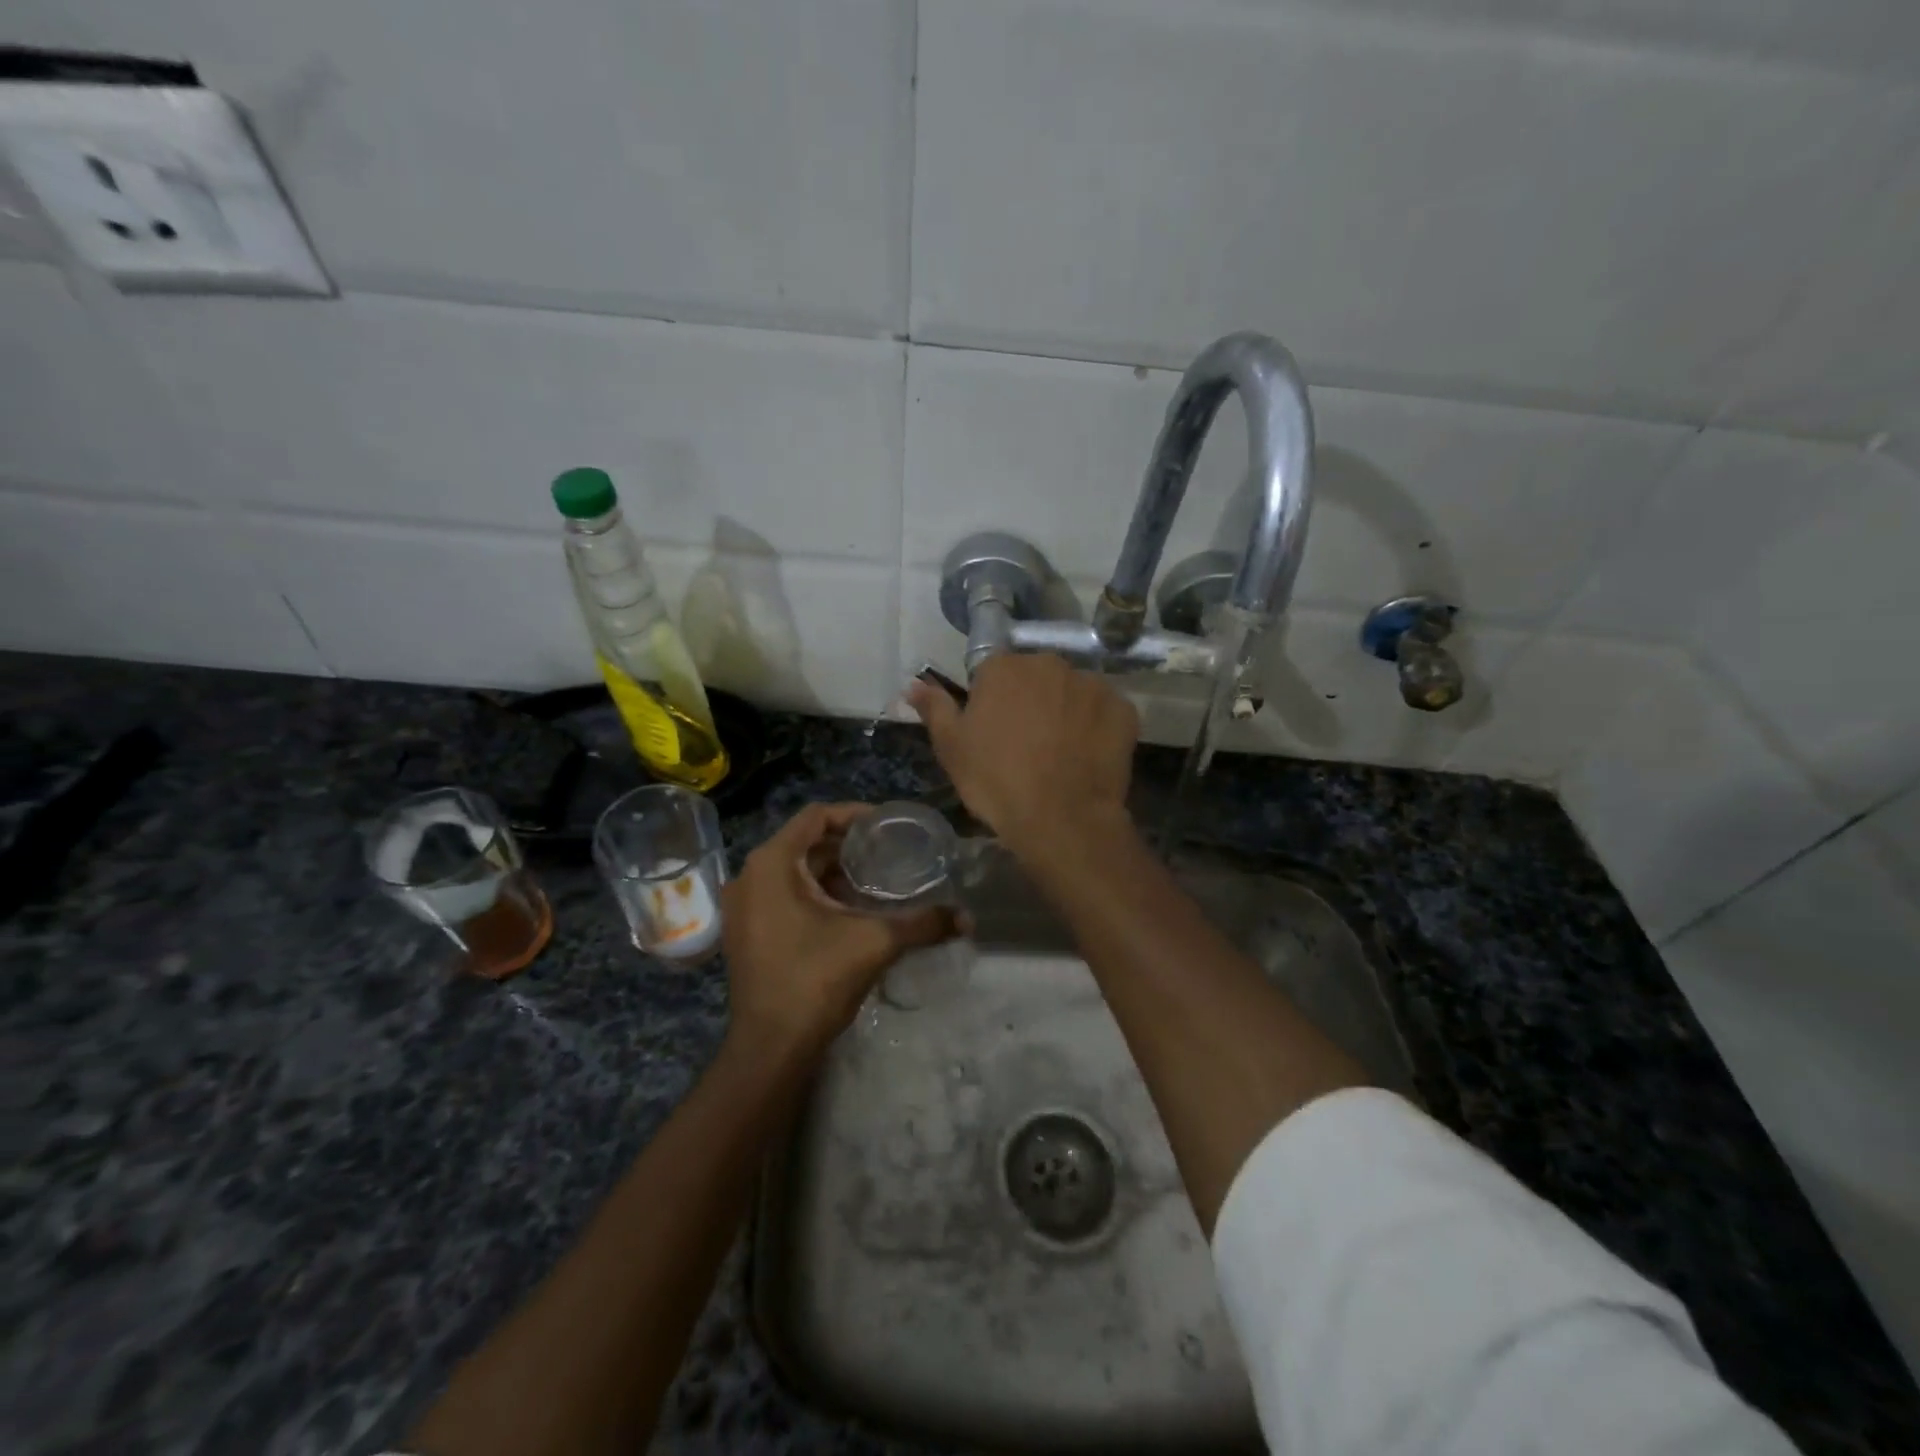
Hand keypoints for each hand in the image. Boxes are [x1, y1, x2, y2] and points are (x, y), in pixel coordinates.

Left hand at [720, 802, 952, 1058]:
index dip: (854, 814)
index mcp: (772, 864)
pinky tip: (849, 910)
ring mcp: (744, 906)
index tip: (887, 825)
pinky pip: (783, 894)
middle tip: (888, 852)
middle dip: (847, 846)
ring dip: (832, 871)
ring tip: (875, 881)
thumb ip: (922, 923)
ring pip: (794, 871)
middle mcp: (750, 876)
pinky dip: (815, 893)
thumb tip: (967, 917)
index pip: (815, 816)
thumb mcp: (875, 943)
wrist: (770, 1048)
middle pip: (805, 843)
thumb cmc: (815, 980)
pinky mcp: (747, 931)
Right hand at [908, 654, 1138, 862]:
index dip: (991, 702)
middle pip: (1036, 676)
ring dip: (1065, 711)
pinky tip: (1087, 756)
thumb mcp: (951, 747)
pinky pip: (1104, 711)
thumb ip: (934, 708)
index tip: (994, 732)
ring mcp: (1091, 684)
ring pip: (1072, 692)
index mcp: (1005, 667)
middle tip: (1027, 743)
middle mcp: (1050, 663)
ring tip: (1060, 753)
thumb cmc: (996, 781)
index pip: (993, 672)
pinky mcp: (1123, 709)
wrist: (1061, 819)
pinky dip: (1096, 727)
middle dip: (1031, 700)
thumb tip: (913, 683)